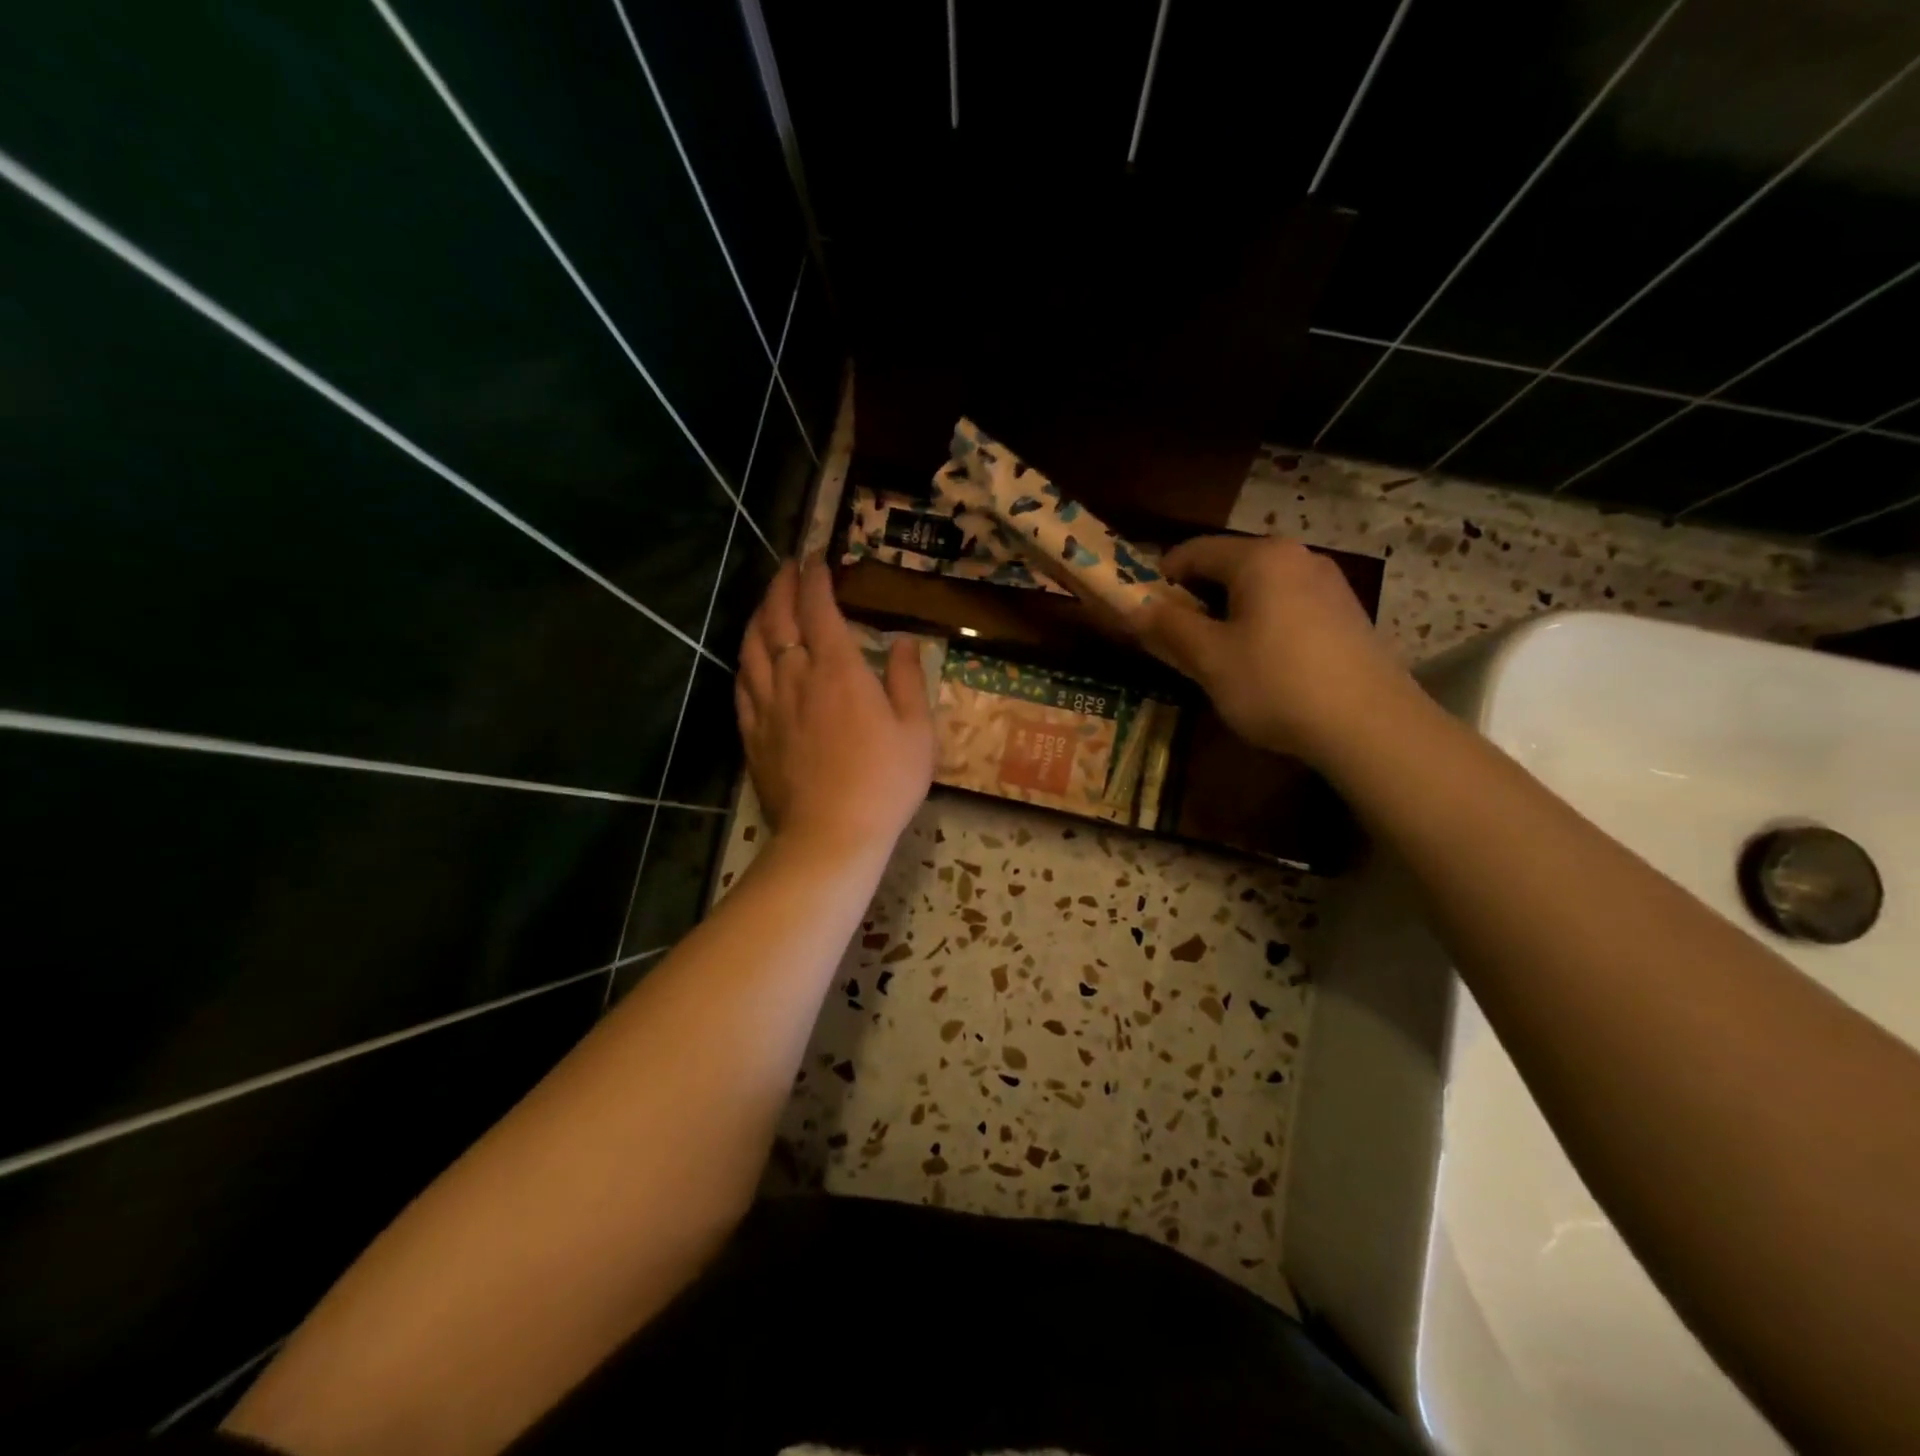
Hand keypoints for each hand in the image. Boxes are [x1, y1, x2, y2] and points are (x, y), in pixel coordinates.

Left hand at [736, 556, 934, 855]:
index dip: (816, 578)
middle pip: (778, 618)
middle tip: (788, 567)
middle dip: (782, 586)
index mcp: (838, 669)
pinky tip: (750, 655)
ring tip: (767, 602)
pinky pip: (742, 684)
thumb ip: (906, 679)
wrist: (832, 834)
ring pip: (753, 646)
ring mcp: (768, 705)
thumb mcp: (916, 729)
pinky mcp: (753, 733)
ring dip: (759, 615)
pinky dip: (746, 659)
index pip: (819, 608)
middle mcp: (796, 677)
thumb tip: (902, 641)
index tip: (818, 558)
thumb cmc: (885, 781)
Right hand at [1131, 535, 1414, 765]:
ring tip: (1216, 656)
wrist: (1369, 725)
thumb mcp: (1210, 658)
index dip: (1160, 577)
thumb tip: (1133, 607)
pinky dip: (1261, 624)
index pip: (1194, 551)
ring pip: (1260, 589)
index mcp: (1260, 557)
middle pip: (1229, 567)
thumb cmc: (1276, 683)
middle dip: (1195, 598)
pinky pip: (1288, 606)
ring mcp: (1329, 584)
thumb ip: (1168, 627)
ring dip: (1228, 613)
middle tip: (1175, 639)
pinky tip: (1262, 664)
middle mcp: (1298, 557)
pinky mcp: (1346, 614)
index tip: (1142, 611)